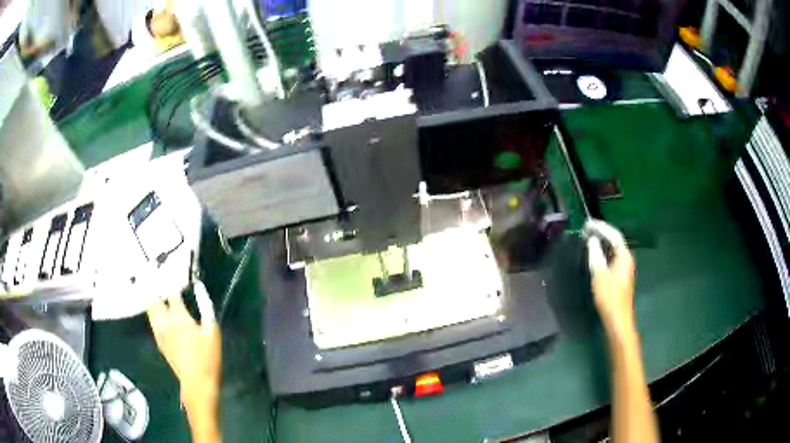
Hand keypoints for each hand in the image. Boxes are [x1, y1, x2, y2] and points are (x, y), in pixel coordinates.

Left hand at [147, 282, 220, 407]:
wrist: (197, 382)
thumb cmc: (208, 356)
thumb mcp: (212, 330)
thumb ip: (205, 306)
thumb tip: (199, 287)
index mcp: (178, 316)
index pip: (171, 291)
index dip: (173, 280)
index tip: (175, 273)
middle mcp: (164, 321)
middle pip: (154, 298)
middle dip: (155, 286)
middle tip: (158, 277)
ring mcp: (159, 332)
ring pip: (150, 309)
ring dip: (152, 298)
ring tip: (155, 290)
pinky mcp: (159, 341)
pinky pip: (152, 321)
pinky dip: (153, 312)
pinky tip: (158, 312)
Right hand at [584, 220, 635, 337]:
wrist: (618, 319)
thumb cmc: (609, 297)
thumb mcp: (599, 274)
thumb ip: (595, 254)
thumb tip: (592, 240)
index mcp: (624, 256)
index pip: (614, 234)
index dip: (601, 227)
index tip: (588, 223)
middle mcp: (627, 258)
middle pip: (615, 240)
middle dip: (602, 232)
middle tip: (587, 228)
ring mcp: (625, 267)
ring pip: (614, 249)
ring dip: (602, 242)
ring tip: (589, 237)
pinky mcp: (621, 276)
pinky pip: (613, 257)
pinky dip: (604, 252)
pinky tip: (596, 254)